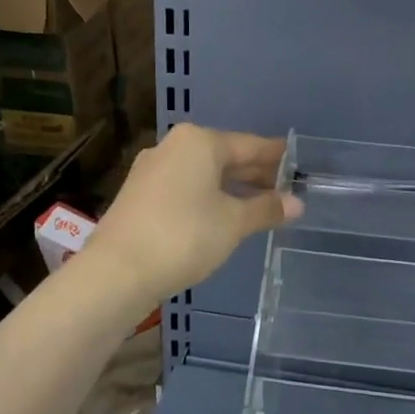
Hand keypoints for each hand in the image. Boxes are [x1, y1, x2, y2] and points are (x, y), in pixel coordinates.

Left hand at [83, 124, 302, 304]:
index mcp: (199, 142)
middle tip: (286, 188)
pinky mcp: (140, 195)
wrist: (116, 271)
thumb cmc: (184, 236)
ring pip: (204, 173)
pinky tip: (223, 215)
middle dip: (255, 173)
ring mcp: (152, 170)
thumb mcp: (233, 223)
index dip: (276, 155)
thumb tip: (297, 203)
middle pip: (225, 156)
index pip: (249, 145)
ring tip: (260, 205)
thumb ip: (266, 209)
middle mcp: (174, 147)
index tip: (297, 162)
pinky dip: (208, 197)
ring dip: (232, 188)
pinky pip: (185, 187)